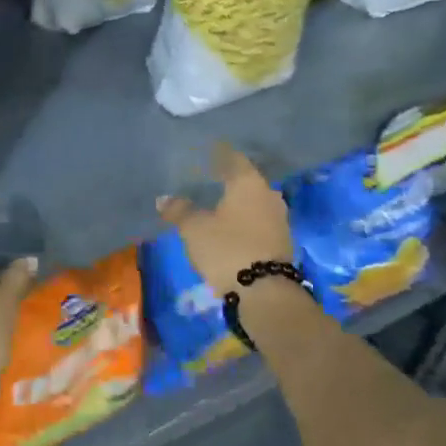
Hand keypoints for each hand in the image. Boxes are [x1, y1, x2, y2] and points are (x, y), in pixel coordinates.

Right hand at [157, 144, 293, 296]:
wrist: (265, 292)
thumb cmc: (227, 248)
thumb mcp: (194, 228)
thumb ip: (179, 210)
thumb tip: (164, 199)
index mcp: (249, 182)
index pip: (233, 158)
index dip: (217, 155)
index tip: (204, 154)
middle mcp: (268, 194)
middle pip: (246, 180)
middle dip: (227, 180)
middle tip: (206, 180)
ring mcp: (279, 218)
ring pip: (254, 201)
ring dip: (237, 202)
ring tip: (216, 205)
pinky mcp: (281, 240)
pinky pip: (259, 220)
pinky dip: (245, 219)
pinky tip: (230, 226)